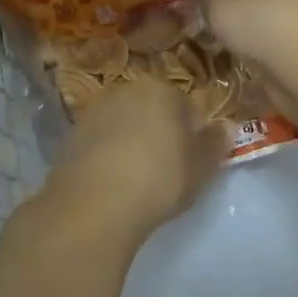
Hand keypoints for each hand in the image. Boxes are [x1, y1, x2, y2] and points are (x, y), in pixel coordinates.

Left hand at [42, 78, 228, 240]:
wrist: (94, 206)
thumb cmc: (159, 179)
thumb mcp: (201, 167)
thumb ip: (215, 143)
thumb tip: (227, 127)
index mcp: (161, 90)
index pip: (187, 106)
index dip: (193, 134)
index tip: (193, 160)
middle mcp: (125, 91)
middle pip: (152, 110)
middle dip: (161, 132)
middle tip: (168, 168)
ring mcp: (94, 112)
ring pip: (125, 125)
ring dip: (133, 143)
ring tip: (139, 178)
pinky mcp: (70, 137)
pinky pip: (101, 143)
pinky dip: (109, 156)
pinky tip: (114, 183)